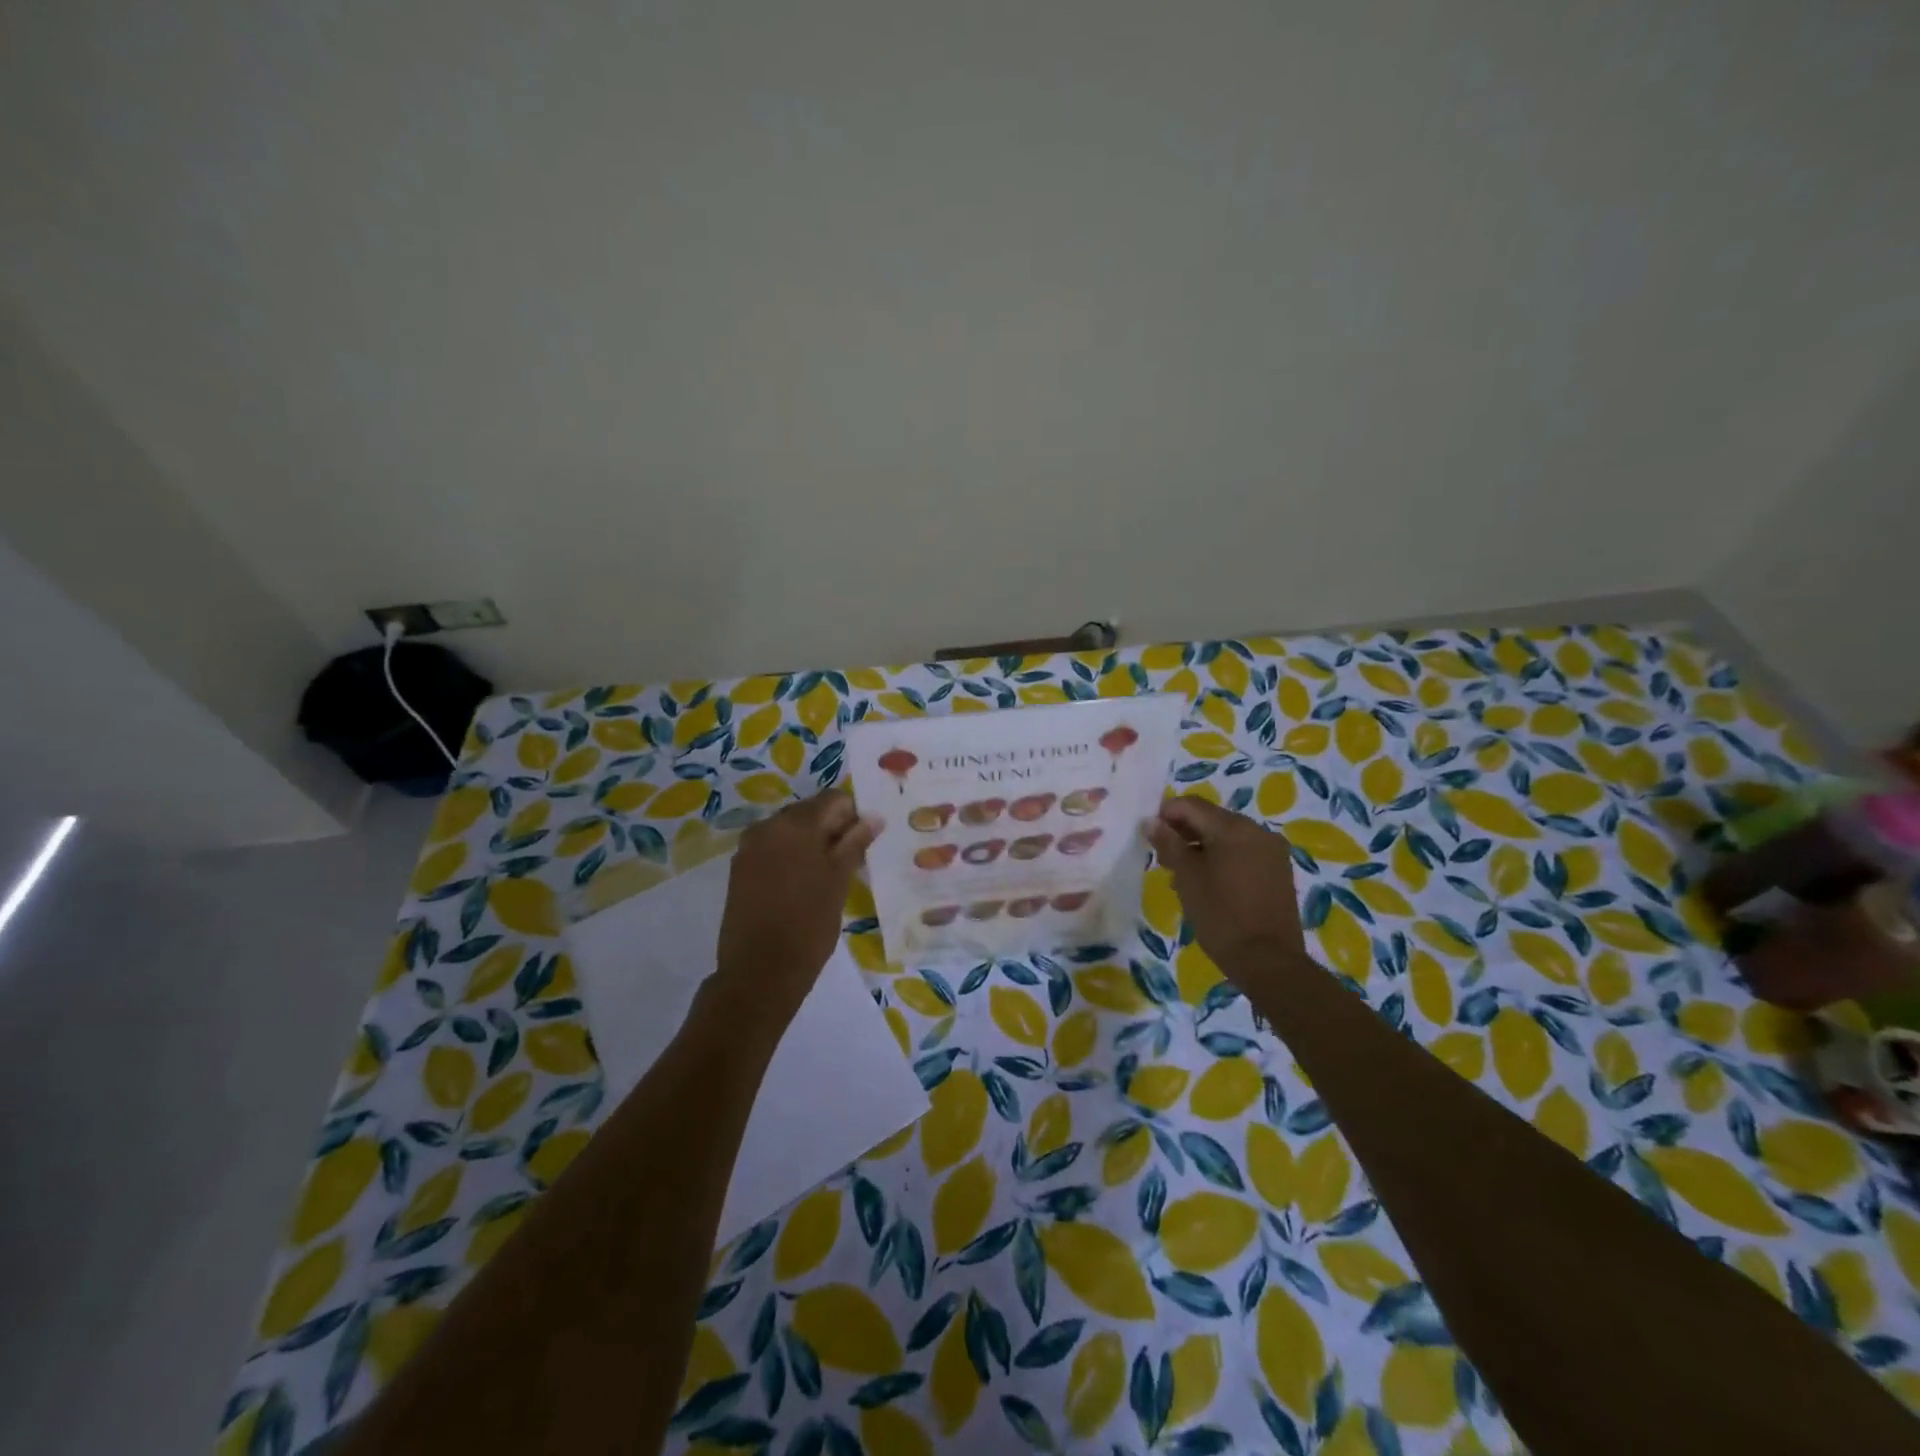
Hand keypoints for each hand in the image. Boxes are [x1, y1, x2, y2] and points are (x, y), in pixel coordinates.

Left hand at [712, 790, 881, 1021]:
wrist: (758, 972)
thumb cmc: (808, 925)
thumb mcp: (839, 881)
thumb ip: (855, 843)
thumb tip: (873, 818)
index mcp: (796, 824)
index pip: (834, 799)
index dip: (854, 816)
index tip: (865, 843)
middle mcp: (768, 826)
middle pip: (810, 812)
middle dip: (832, 829)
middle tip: (851, 861)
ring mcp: (750, 847)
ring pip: (790, 831)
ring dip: (812, 844)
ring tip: (828, 877)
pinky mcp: (740, 869)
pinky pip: (773, 849)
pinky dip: (791, 857)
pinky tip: (803, 886)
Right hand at [1144, 796, 1314, 980]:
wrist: (1268, 961)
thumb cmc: (1221, 916)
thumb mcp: (1187, 878)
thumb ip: (1169, 844)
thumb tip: (1152, 821)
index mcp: (1233, 827)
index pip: (1191, 805)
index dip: (1166, 815)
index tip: (1150, 837)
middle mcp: (1257, 830)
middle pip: (1211, 818)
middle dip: (1185, 832)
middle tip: (1164, 859)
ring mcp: (1272, 851)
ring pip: (1228, 836)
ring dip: (1203, 847)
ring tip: (1185, 875)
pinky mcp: (1279, 871)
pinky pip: (1244, 852)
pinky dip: (1223, 859)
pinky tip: (1210, 883)